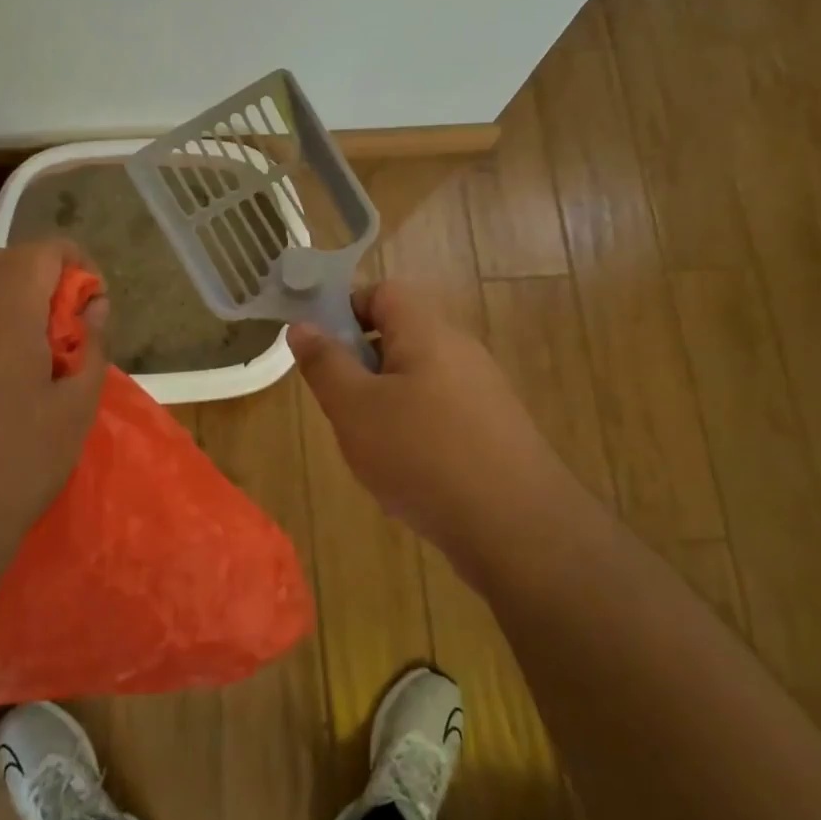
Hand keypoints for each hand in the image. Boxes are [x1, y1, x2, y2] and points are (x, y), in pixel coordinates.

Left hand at [0, 241, 107, 565]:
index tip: (93, 306)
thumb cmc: (15, 469)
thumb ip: (90, 348)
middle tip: (65, 328)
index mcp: (1, 315)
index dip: (76, 265)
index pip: (41, 252)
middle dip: (41, 277)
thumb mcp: (74, 411)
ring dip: (8, 302)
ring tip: (31, 356)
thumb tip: (92, 312)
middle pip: (1, 262)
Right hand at [290, 282, 591, 574]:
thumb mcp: (355, 408)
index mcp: (427, 332)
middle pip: (399, 337)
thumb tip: (303, 325)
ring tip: (368, 447)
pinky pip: (440, 415)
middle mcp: (460, 351)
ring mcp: (483, 393)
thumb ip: (325, 364)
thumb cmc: (422, 455)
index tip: (319, 348)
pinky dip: (413, 432)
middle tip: (339, 405)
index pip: (383, 292)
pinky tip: (406, 475)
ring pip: (416, 381)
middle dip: (360, 366)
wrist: (517, 527)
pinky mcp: (493, 431)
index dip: (345, 308)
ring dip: (383, 404)